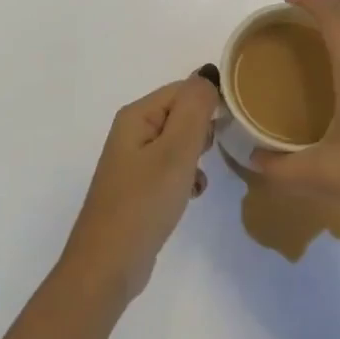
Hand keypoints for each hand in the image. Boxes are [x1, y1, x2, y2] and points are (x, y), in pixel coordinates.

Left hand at [61, 75, 219, 303]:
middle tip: (208, 155)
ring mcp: (134, 161)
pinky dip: (186, 176)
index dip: (209, 103)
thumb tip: (207, 73)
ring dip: (196, 156)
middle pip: (181, 113)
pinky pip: (172, 167)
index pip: (183, 89)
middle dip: (202, 131)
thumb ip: (195, 109)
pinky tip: (192, 194)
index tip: (231, 126)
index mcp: (137, 115)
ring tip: (198, 177)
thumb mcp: (176, 151)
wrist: (108, 265)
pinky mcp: (140, 187)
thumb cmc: (144, 202)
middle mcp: (133, 132)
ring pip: (179, 142)